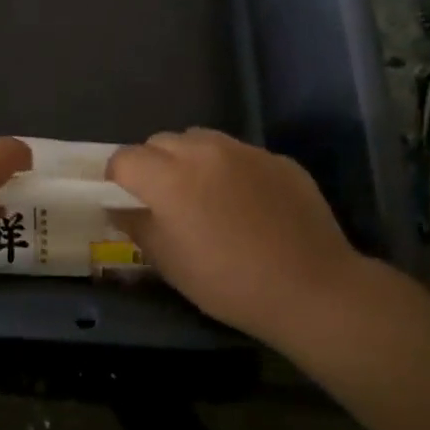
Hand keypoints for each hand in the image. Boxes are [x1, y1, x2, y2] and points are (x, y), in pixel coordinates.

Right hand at [107, 129, 374, 343]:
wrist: (312, 289)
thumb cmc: (228, 283)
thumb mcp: (169, 263)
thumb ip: (137, 226)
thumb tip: (118, 209)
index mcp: (168, 177)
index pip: (124, 158)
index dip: (117, 178)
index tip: (125, 199)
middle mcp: (203, 151)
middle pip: (160, 142)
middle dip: (152, 164)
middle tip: (164, 199)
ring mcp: (244, 151)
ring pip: (200, 140)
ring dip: (190, 159)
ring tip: (203, 193)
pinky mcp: (277, 159)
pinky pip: (239, 154)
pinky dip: (230, 169)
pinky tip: (246, 203)